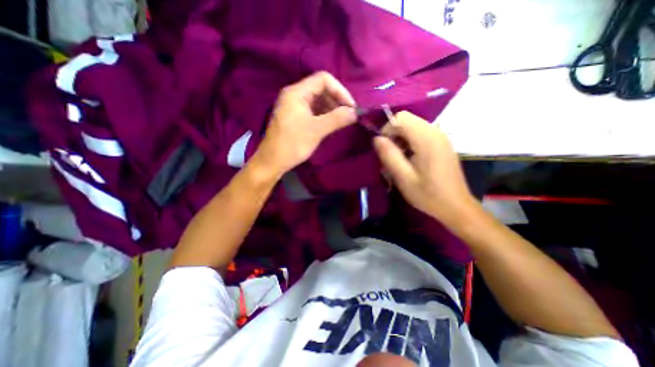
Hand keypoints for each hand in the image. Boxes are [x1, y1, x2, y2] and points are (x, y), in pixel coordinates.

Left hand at [254, 71, 357, 176]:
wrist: (273, 161)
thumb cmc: (293, 144)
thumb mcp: (316, 130)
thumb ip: (337, 119)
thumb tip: (355, 112)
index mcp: (297, 92)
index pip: (323, 79)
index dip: (340, 91)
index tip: (350, 108)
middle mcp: (295, 95)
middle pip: (321, 89)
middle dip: (337, 100)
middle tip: (348, 116)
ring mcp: (294, 106)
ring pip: (318, 100)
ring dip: (332, 108)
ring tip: (342, 121)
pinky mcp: (296, 117)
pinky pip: (314, 110)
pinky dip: (324, 115)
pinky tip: (331, 124)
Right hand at [374, 110, 475, 223]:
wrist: (455, 206)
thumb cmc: (428, 195)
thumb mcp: (403, 178)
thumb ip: (389, 155)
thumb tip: (376, 139)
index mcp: (427, 139)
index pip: (401, 117)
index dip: (387, 129)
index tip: (384, 148)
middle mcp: (436, 132)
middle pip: (407, 119)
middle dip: (394, 134)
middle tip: (391, 155)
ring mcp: (441, 136)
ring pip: (413, 125)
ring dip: (401, 138)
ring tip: (399, 158)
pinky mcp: (442, 143)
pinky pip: (420, 133)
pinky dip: (410, 141)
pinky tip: (410, 158)